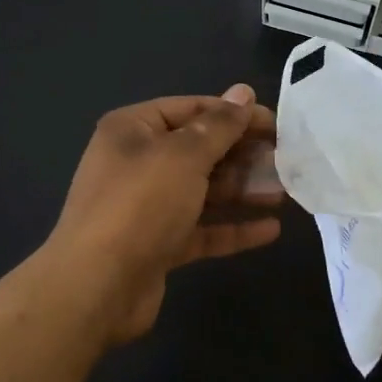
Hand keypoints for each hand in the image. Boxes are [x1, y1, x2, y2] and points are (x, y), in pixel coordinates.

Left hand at [46, 84, 281, 343]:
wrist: (95, 288)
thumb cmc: (140, 204)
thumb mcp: (184, 155)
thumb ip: (219, 125)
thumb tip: (243, 92)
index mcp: (134, 130)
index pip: (192, 109)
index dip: (235, 114)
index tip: (276, 125)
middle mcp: (138, 162)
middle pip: (200, 150)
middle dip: (243, 155)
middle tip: (285, 160)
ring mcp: (147, 206)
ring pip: (204, 190)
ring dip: (243, 191)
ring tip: (284, 193)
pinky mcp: (158, 244)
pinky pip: (202, 228)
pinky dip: (233, 228)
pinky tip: (270, 230)